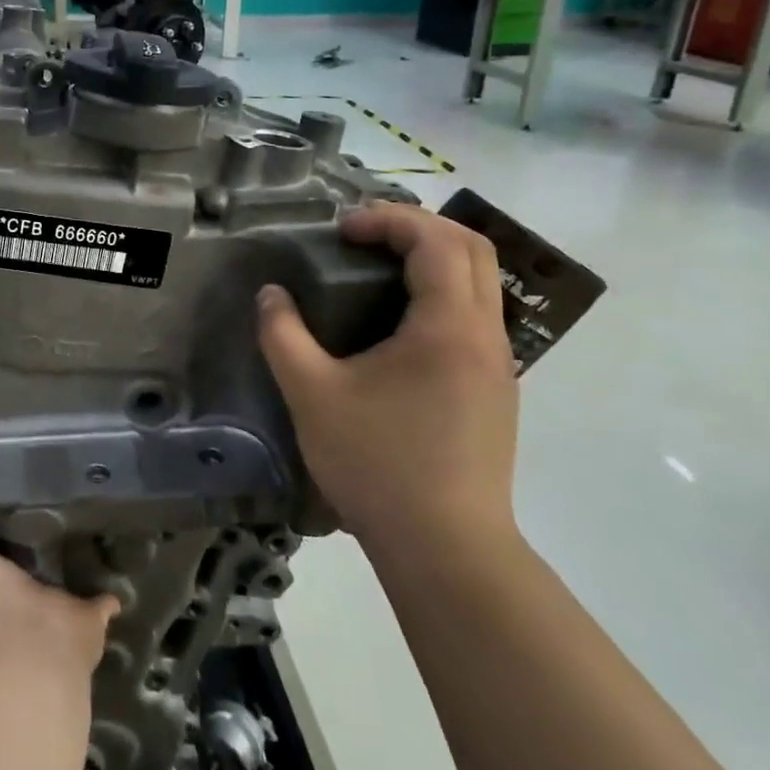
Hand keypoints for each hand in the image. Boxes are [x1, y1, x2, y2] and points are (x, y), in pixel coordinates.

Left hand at [0, 513, 118, 673]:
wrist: (20, 642)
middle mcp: (3, 603)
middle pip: (11, 569)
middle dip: (21, 545)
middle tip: (39, 501)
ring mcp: (44, 614)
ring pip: (52, 584)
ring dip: (61, 566)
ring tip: (78, 522)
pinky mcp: (82, 619)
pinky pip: (96, 602)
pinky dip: (105, 593)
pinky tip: (113, 566)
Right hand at [257, 202, 519, 558]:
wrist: (446, 549)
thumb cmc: (378, 464)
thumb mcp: (312, 394)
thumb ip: (283, 335)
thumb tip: (271, 296)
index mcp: (448, 327)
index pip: (435, 241)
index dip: (389, 220)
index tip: (341, 229)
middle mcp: (486, 336)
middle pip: (473, 249)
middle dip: (418, 226)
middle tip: (364, 235)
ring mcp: (499, 366)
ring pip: (481, 283)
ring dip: (434, 258)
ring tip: (378, 269)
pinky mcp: (495, 392)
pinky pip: (477, 316)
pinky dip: (441, 293)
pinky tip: (398, 324)